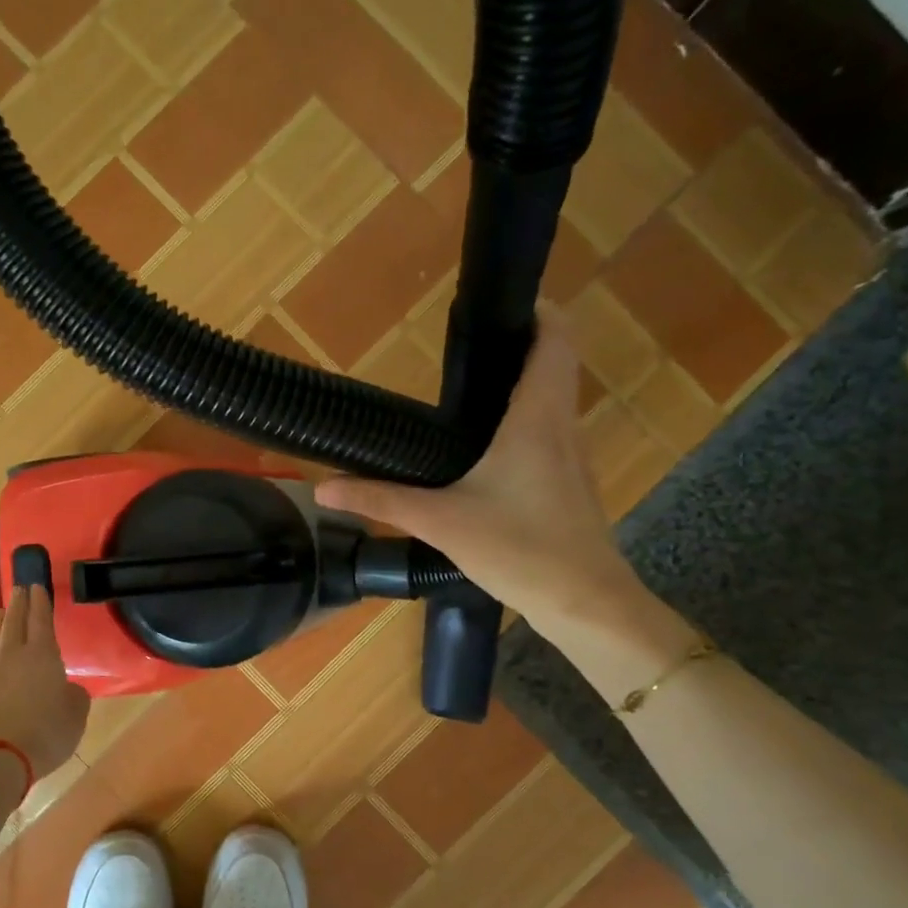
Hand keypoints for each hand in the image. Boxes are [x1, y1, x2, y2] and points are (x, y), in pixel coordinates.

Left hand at [0, 586, 89, 779]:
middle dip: (19, 604)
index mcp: (42, 656)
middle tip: (20, 589)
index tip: (37, 586)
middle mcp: (12, 657)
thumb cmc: (44, 733)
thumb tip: (67, 689)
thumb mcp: (75, 717)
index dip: (40, 603)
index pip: (41, 620)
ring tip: (0, 614)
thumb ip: (74, 697)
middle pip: (13, 622)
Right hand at [315, 321, 647, 639]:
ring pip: (553, 400)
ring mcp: (573, 456)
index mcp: (536, 418)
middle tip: (464, 349)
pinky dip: (523, 421)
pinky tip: (486, 452)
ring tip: (467, 392)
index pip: (554, 338)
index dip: (535, 311)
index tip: (498, 305)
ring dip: (521, 384)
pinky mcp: (570, 484)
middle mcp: (562, 426)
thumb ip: (380, 501)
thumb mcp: (440, 522)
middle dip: (517, 345)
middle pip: (553, 363)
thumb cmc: (519, 550)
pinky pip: (549, 433)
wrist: (584, 603)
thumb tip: (323, 489)